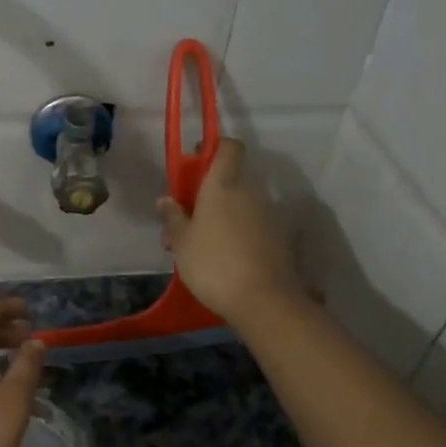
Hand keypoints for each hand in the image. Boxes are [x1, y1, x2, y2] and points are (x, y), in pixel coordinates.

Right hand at [157, 139, 298, 328]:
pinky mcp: (279, 238)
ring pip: (240, 206)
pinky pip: (252, 226)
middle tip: (184, 222)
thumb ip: (173, 217)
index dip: (214, 148)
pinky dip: (237, 234)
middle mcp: (250, 192)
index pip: (228, 147)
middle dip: (208, 195)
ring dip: (220, 217)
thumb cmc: (213, 263)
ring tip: (198, 248)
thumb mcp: (181, 242)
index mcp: (224, 185)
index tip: (196, 163)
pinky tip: (222, 260)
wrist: (263, 299)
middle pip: (230, 181)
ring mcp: (268, 215)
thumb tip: (166, 200)